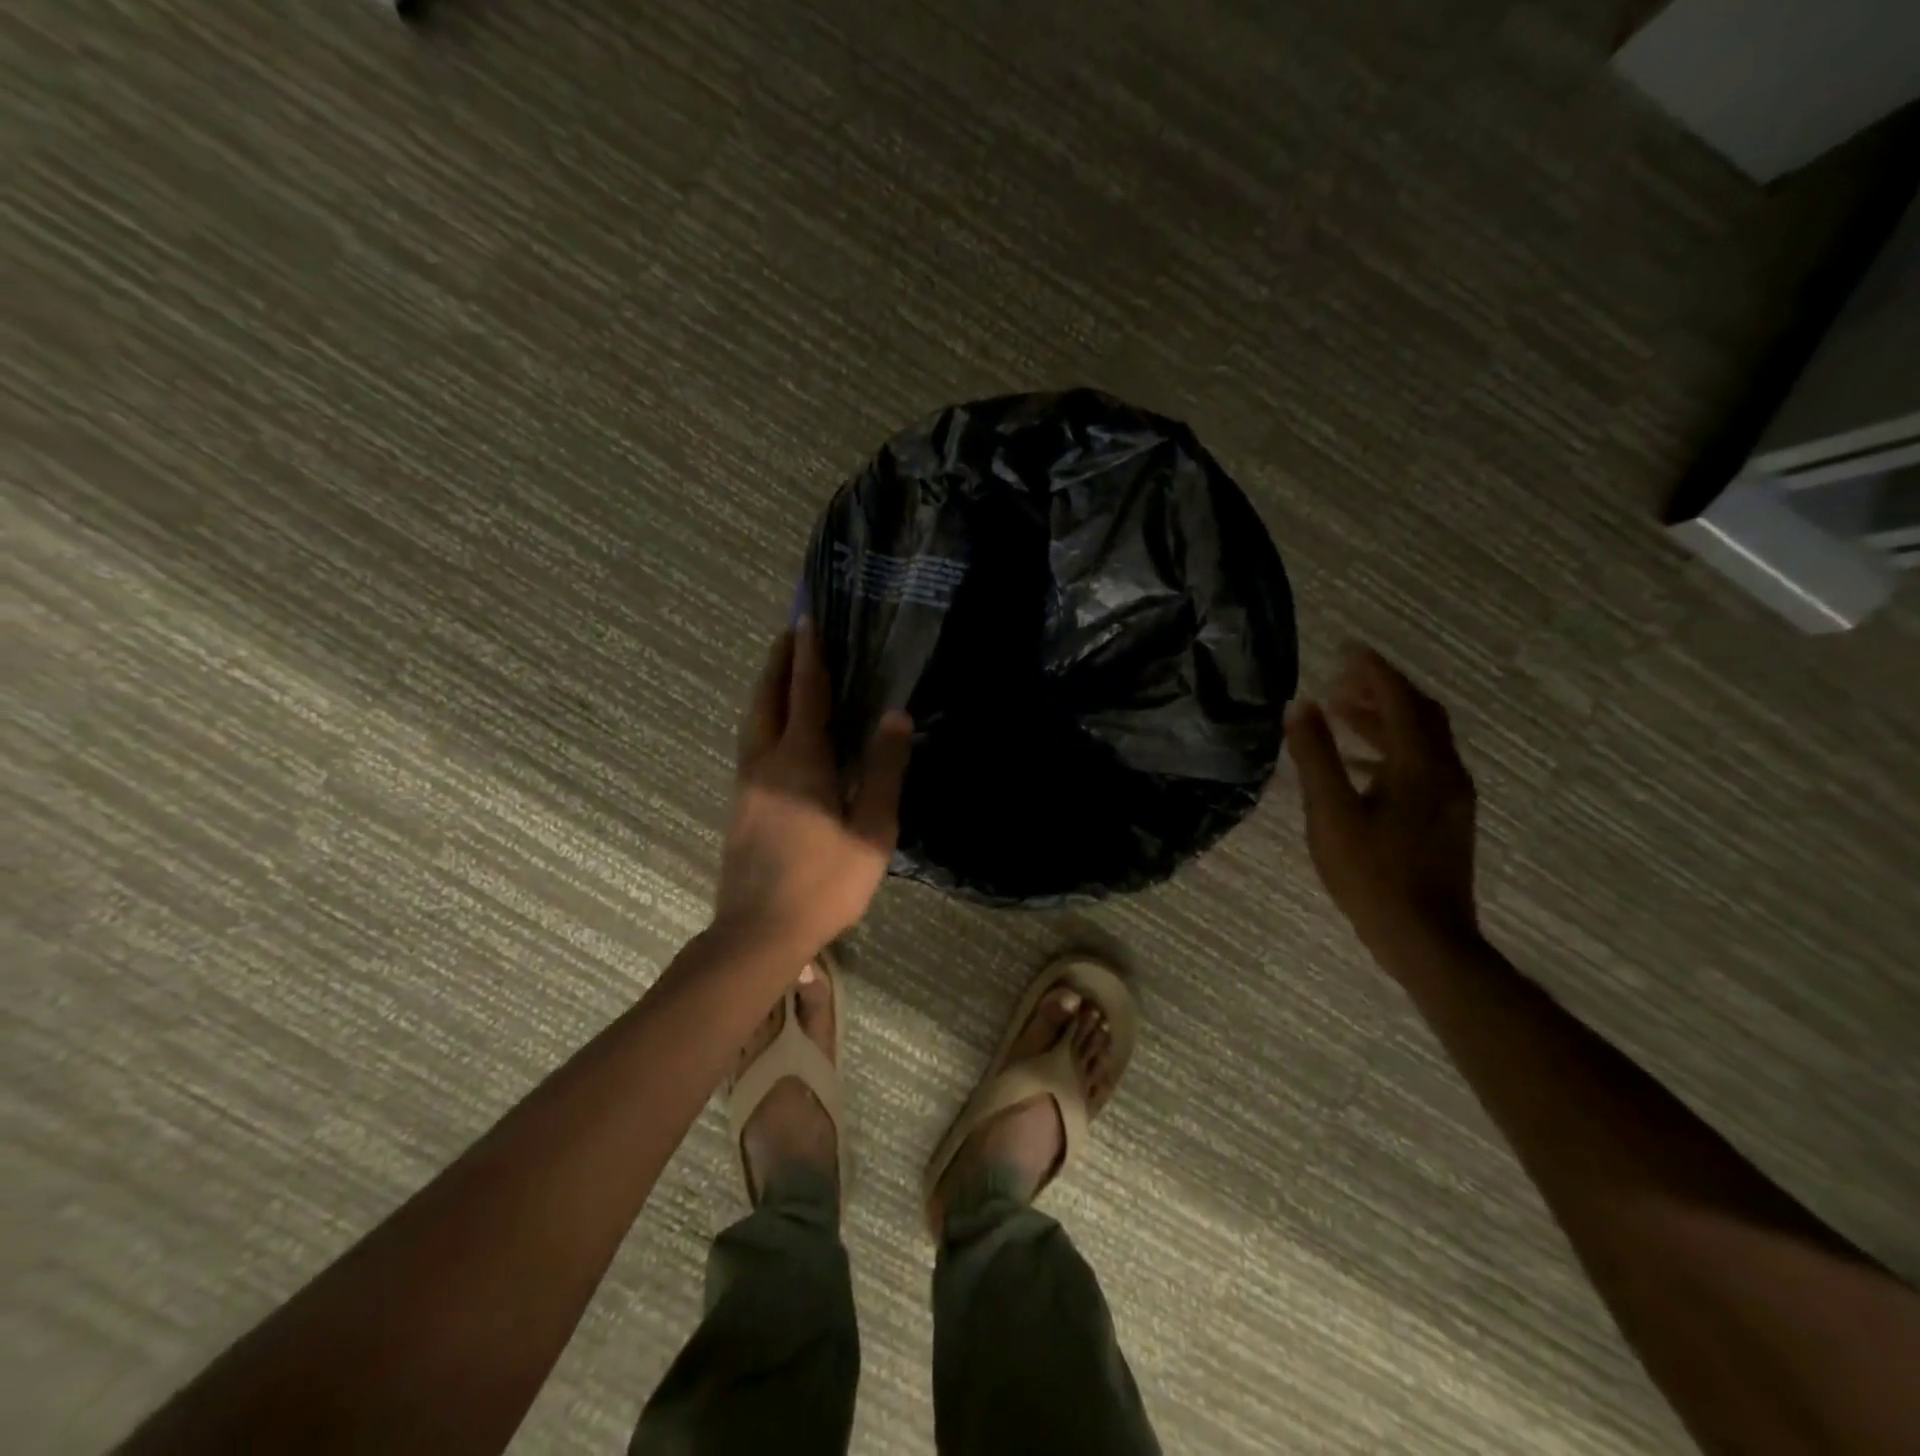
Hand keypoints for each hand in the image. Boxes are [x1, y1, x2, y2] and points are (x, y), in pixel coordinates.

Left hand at [713, 620, 913, 957]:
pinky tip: (775, 729)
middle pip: (767, 698)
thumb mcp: (872, 830)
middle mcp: (766, 761)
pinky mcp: (740, 804)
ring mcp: (746, 783)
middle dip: (778, 662)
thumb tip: (896, 716)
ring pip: (752, 720)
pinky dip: (763, 718)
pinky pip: (751, 743)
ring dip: (766, 688)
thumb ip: (884, 771)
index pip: (806, 693)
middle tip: (790, 633)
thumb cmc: (825, 882)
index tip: (807, 620)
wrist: (758, 932)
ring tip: (781, 670)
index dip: (809, 655)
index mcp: (801, 761)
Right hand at [1285, 645, 1479, 966]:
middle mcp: (1446, 773)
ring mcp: (1452, 797)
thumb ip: (1315, 757)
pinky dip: (1389, 750)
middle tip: (1340, 681)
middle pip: (1419, 714)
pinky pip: (1421, 765)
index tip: (1346, 649)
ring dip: (1383, 721)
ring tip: (1341, 714)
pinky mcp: (1446, 818)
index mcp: (1421, 766)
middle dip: (1381, 691)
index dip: (1374, 671)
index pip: (1400, 700)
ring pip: (1421, 741)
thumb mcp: (1331, 814)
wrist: (1426, 938)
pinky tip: (1358, 766)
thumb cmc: (1373, 875)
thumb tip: (1300, 706)